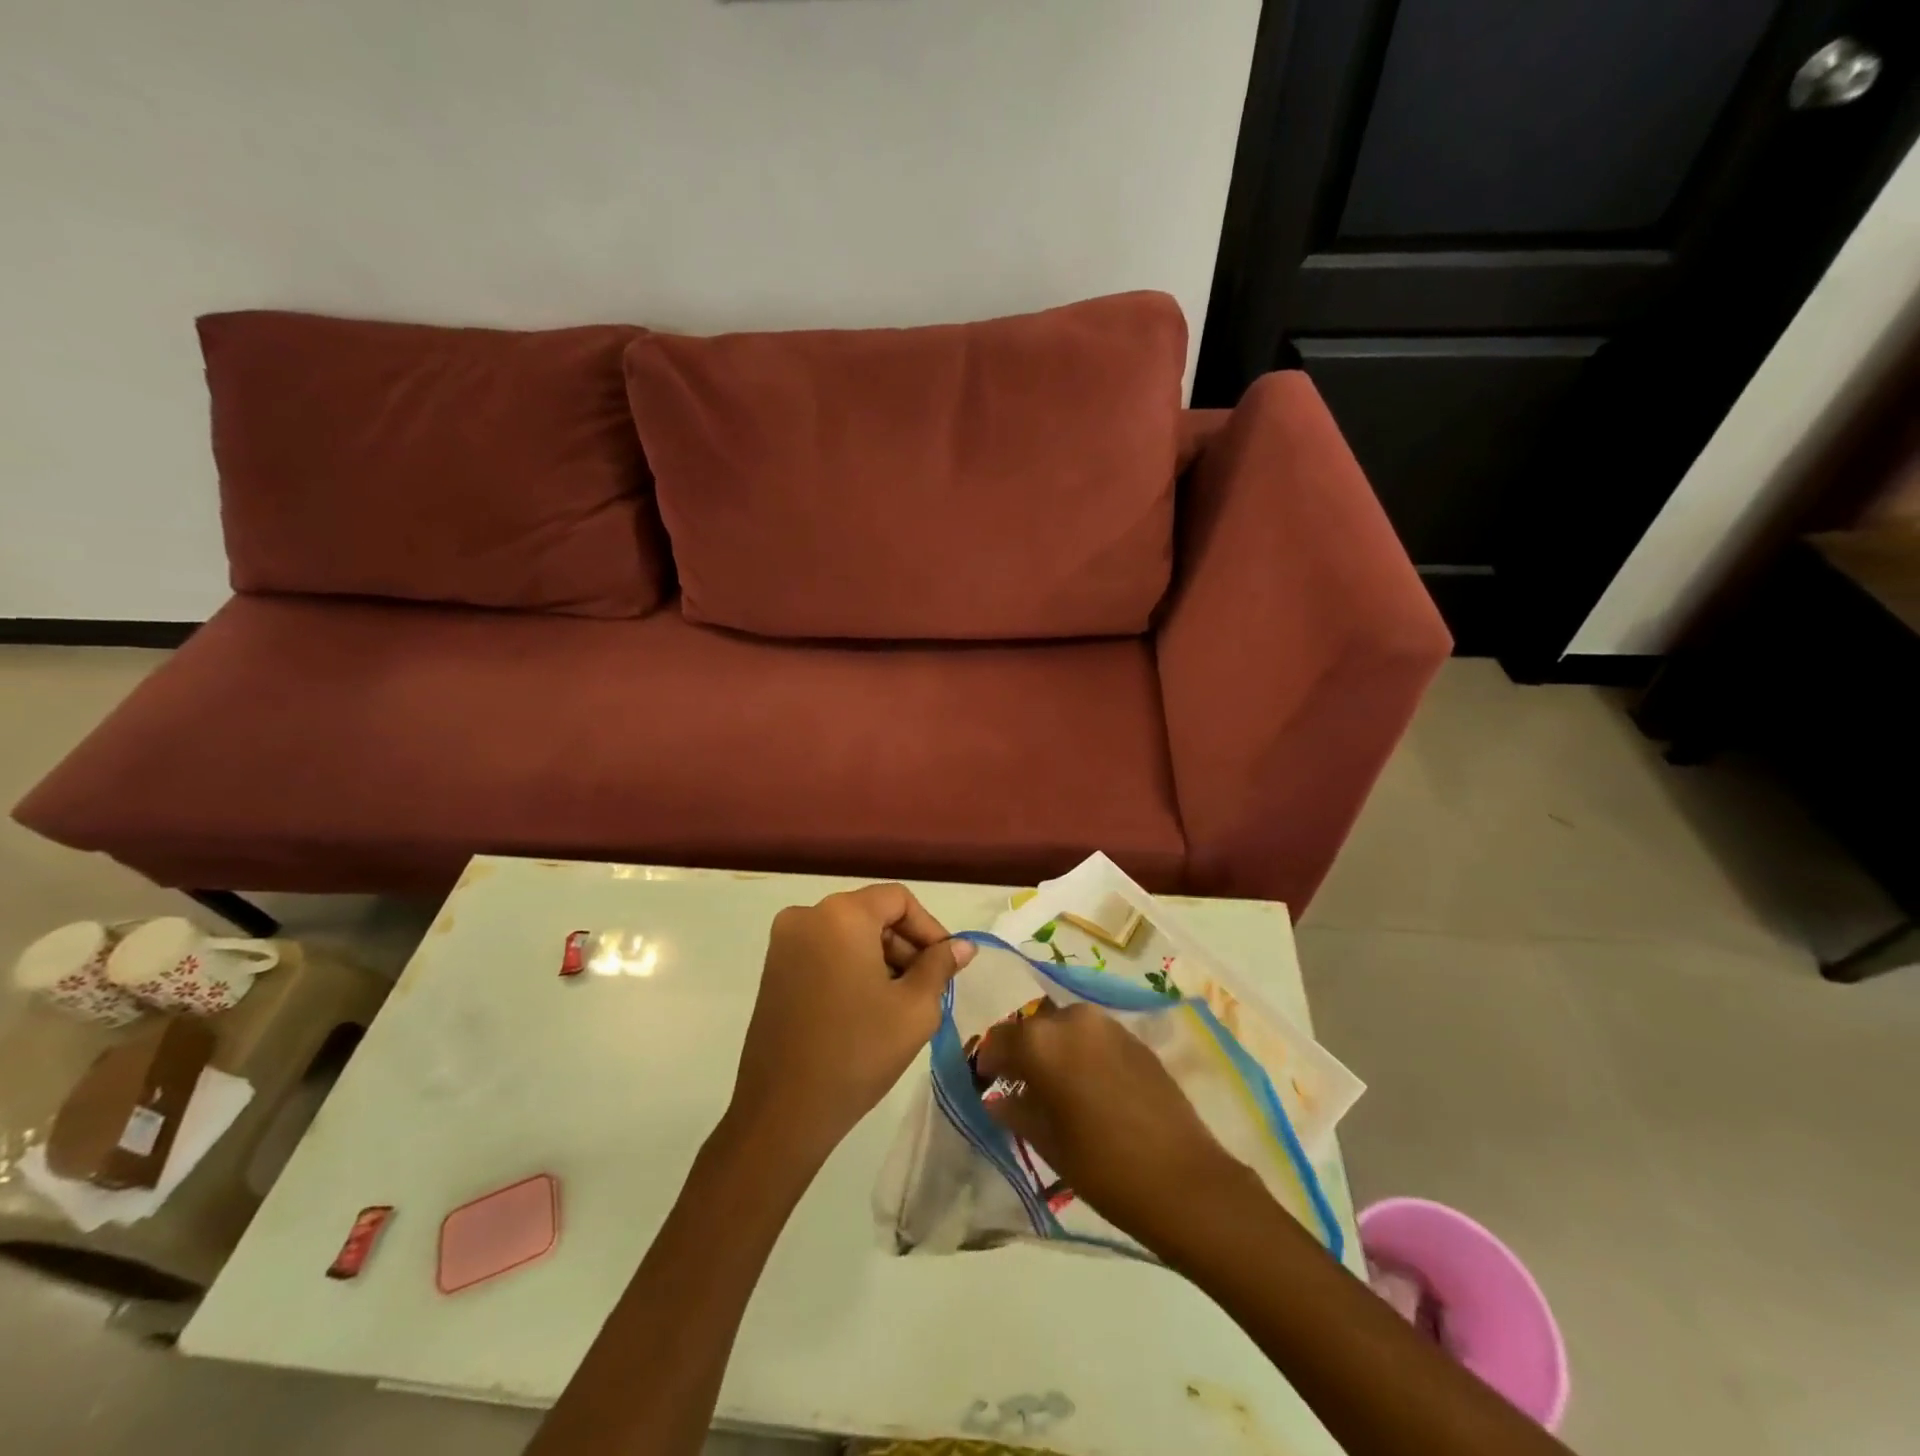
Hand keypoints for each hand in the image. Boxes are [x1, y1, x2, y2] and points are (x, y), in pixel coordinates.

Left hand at [727, 884, 974, 1168]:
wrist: (783, 1111)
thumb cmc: (858, 1052)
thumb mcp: (915, 1008)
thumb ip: (941, 966)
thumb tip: (961, 946)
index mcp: (841, 914)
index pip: (898, 900)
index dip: (929, 928)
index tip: (947, 965)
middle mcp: (807, 915)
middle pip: (872, 914)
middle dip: (905, 946)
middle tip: (929, 989)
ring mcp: (784, 943)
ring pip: (849, 934)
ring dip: (880, 959)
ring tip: (901, 1004)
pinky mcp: (773, 970)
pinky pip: (825, 952)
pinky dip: (852, 968)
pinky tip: (868, 1008)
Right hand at [974, 1001, 1249, 1247]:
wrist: (1183, 1180)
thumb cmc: (1103, 1167)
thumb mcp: (1047, 1142)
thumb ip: (1015, 1110)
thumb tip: (998, 1097)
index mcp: (1042, 1041)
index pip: (999, 1039)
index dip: (988, 1062)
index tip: (985, 1084)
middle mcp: (1073, 1018)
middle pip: (1033, 1028)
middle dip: (1022, 1052)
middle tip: (1020, 1087)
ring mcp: (1108, 1025)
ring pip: (1065, 1028)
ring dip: (1053, 1049)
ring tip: (1056, 1087)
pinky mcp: (1135, 1038)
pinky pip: (1093, 1036)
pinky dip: (1081, 1052)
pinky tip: (1088, 1087)